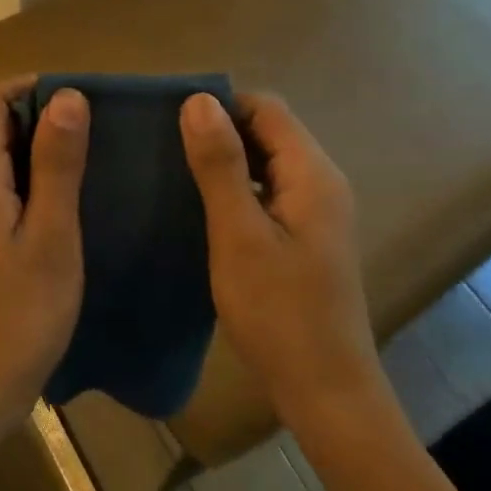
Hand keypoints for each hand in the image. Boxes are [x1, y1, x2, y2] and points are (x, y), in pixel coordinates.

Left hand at [0, 82, 90, 441]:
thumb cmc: (17, 318)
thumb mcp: (51, 238)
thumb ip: (56, 164)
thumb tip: (66, 96)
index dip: (31, 86)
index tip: (80, 94)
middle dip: (39, 116)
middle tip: (95, 128)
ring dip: (35, 151)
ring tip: (87, 162)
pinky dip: (27, 184)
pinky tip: (62, 208)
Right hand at [180, 92, 380, 426]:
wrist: (325, 390)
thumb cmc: (278, 312)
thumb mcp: (239, 235)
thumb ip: (221, 165)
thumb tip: (199, 100)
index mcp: (312, 174)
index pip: (267, 108)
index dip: (221, 105)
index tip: (170, 121)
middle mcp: (322, 183)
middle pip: (269, 132)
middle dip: (220, 131)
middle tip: (165, 147)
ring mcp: (317, 212)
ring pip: (267, 163)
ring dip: (226, 161)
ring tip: (175, 173)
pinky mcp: (306, 237)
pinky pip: (269, 192)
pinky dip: (238, 189)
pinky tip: (202, 209)